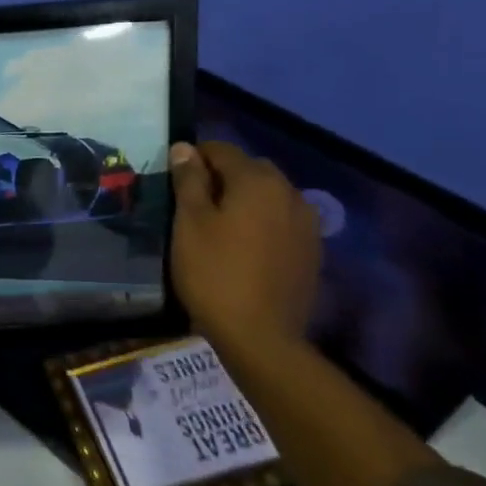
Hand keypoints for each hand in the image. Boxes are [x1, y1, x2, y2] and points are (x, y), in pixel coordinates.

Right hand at [170, 140, 320, 357]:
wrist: (261, 336)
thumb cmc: (214, 273)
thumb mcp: (189, 223)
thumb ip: (188, 180)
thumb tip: (185, 148)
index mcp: (257, 180)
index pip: (221, 150)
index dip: (194, 159)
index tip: (174, 180)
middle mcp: (289, 192)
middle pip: (250, 170)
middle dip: (222, 177)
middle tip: (193, 205)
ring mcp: (306, 223)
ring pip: (269, 196)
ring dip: (245, 200)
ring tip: (219, 227)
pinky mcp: (311, 251)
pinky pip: (282, 222)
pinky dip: (262, 223)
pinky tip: (244, 248)